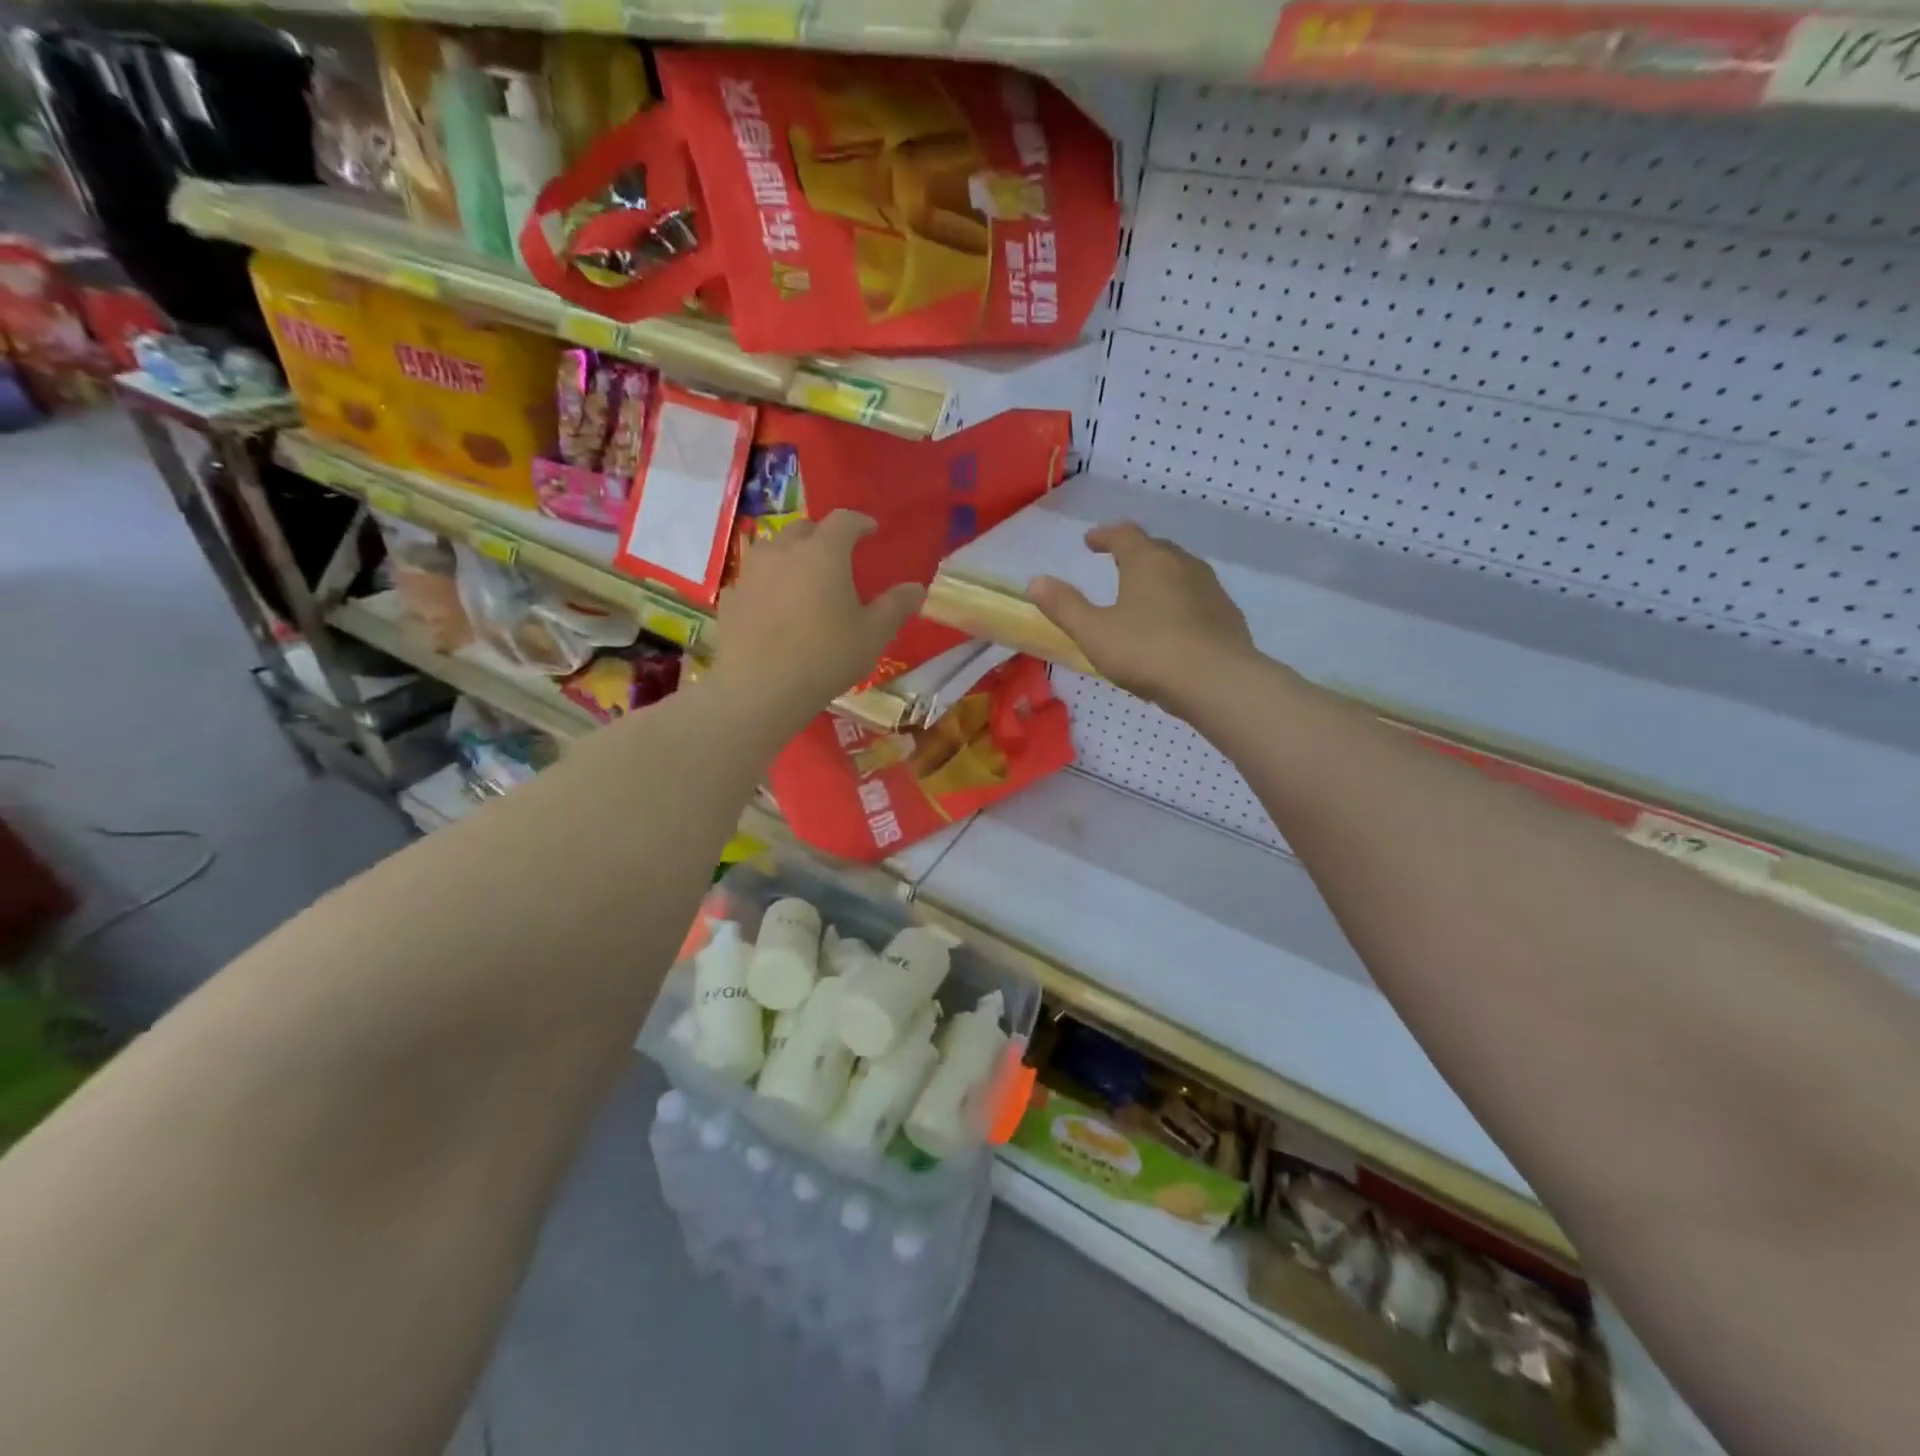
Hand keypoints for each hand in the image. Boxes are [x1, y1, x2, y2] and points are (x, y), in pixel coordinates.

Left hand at [709, 511, 923, 728]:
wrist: (760, 689)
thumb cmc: (826, 657)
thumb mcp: (872, 635)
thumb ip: (895, 607)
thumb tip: (917, 588)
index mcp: (823, 553)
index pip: (844, 520)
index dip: (860, 522)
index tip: (871, 531)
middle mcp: (784, 551)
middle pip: (804, 529)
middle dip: (823, 536)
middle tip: (837, 557)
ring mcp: (751, 572)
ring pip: (773, 549)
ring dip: (790, 556)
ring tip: (802, 578)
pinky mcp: (731, 598)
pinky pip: (753, 580)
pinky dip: (767, 585)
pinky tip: (773, 607)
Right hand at [1028, 523, 1257, 710]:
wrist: (1217, 681)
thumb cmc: (1148, 652)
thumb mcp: (1094, 633)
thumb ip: (1065, 606)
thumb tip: (1035, 581)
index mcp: (1147, 561)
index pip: (1124, 534)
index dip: (1105, 535)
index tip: (1091, 541)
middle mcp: (1182, 564)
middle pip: (1155, 548)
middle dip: (1134, 552)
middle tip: (1118, 563)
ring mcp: (1210, 588)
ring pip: (1181, 571)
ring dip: (1160, 575)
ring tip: (1145, 593)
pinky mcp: (1227, 614)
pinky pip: (1198, 597)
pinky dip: (1181, 600)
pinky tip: (1175, 623)